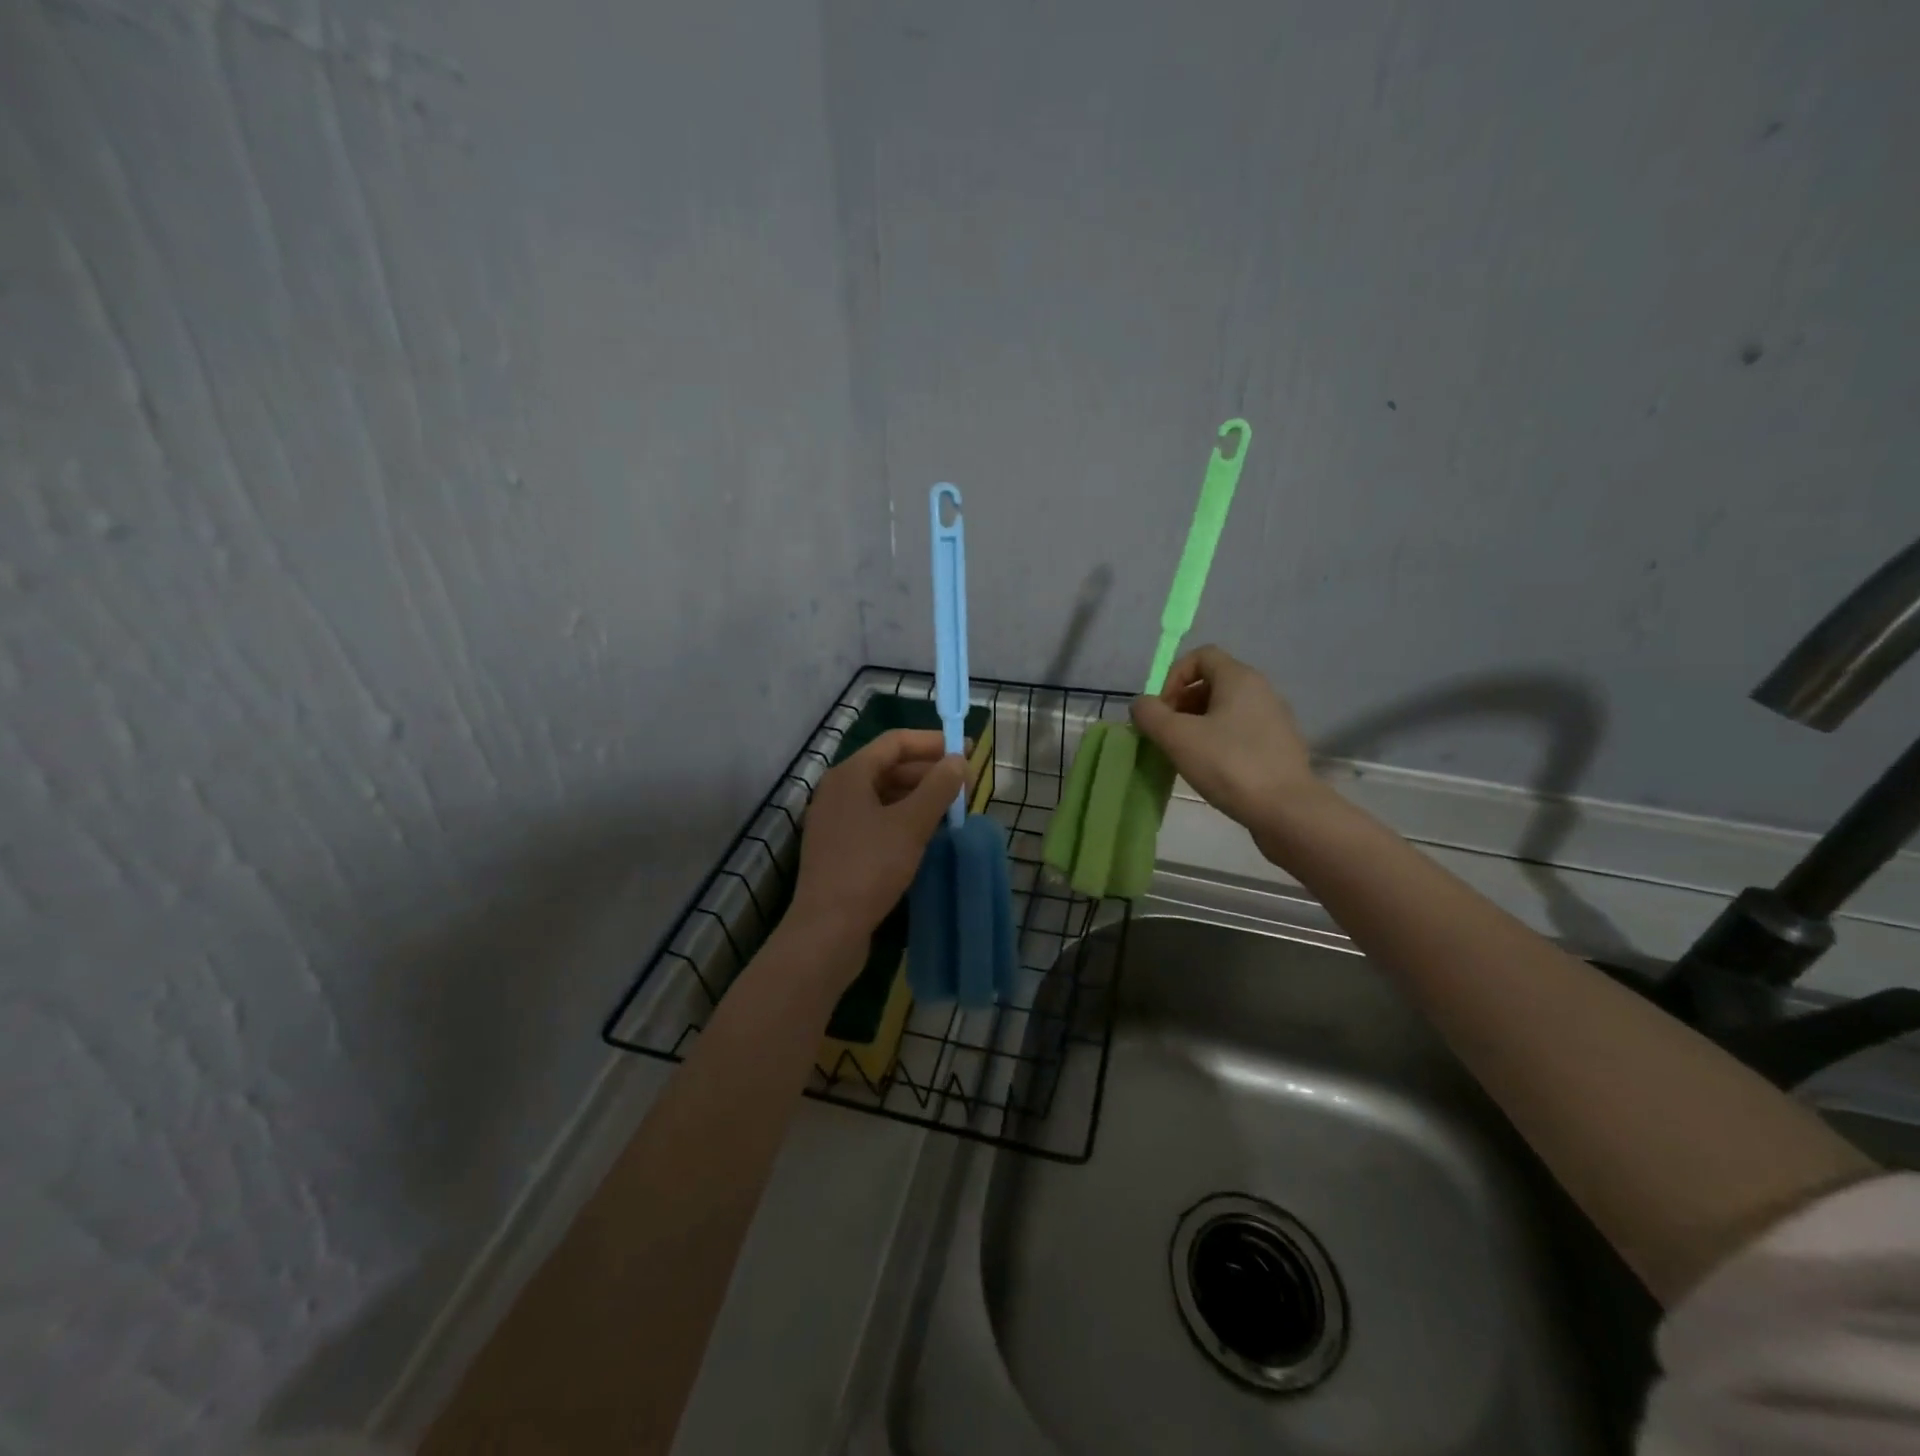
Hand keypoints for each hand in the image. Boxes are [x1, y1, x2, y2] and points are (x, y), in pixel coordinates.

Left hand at [789, 729, 969, 963]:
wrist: (827, 929)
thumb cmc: (869, 868)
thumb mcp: (911, 825)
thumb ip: (938, 788)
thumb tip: (958, 761)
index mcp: (849, 775)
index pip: (895, 742)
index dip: (932, 742)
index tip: (967, 750)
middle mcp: (838, 791)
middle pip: (889, 767)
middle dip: (929, 772)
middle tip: (965, 786)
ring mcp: (836, 821)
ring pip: (884, 796)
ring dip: (919, 797)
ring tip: (952, 810)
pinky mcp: (839, 849)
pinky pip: (876, 820)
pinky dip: (904, 819)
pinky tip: (927, 835)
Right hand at [1129, 645, 1321, 840]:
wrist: (1286, 810)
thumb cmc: (1229, 765)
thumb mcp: (1177, 737)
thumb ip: (1150, 715)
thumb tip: (1142, 705)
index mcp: (1240, 678)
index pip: (1201, 656)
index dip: (1174, 677)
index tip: (1162, 709)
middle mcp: (1261, 690)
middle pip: (1212, 682)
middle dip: (1182, 703)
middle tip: (1167, 734)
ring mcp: (1274, 719)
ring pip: (1226, 709)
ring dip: (1198, 724)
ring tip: (1184, 754)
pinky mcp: (1279, 746)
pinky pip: (1240, 731)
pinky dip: (1219, 741)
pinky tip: (1210, 769)